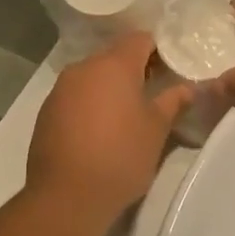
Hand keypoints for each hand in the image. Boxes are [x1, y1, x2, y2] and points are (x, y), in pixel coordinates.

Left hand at [26, 34, 191, 218]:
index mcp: (114, 65)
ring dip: (110, 88)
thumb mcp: (156, 129)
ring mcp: (60, 89)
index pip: (140, 39)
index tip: (171, 70)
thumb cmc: (121, 156)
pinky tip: (100, 130)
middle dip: (135, 69)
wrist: (66, 196)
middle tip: (154, 94)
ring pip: (92, 77)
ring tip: (127, 115)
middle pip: (114, 56)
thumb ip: (173, 101)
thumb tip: (188, 87)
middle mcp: (83, 68)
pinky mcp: (46, 112)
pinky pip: (75, 96)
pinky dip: (90, 104)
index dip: (159, 50)